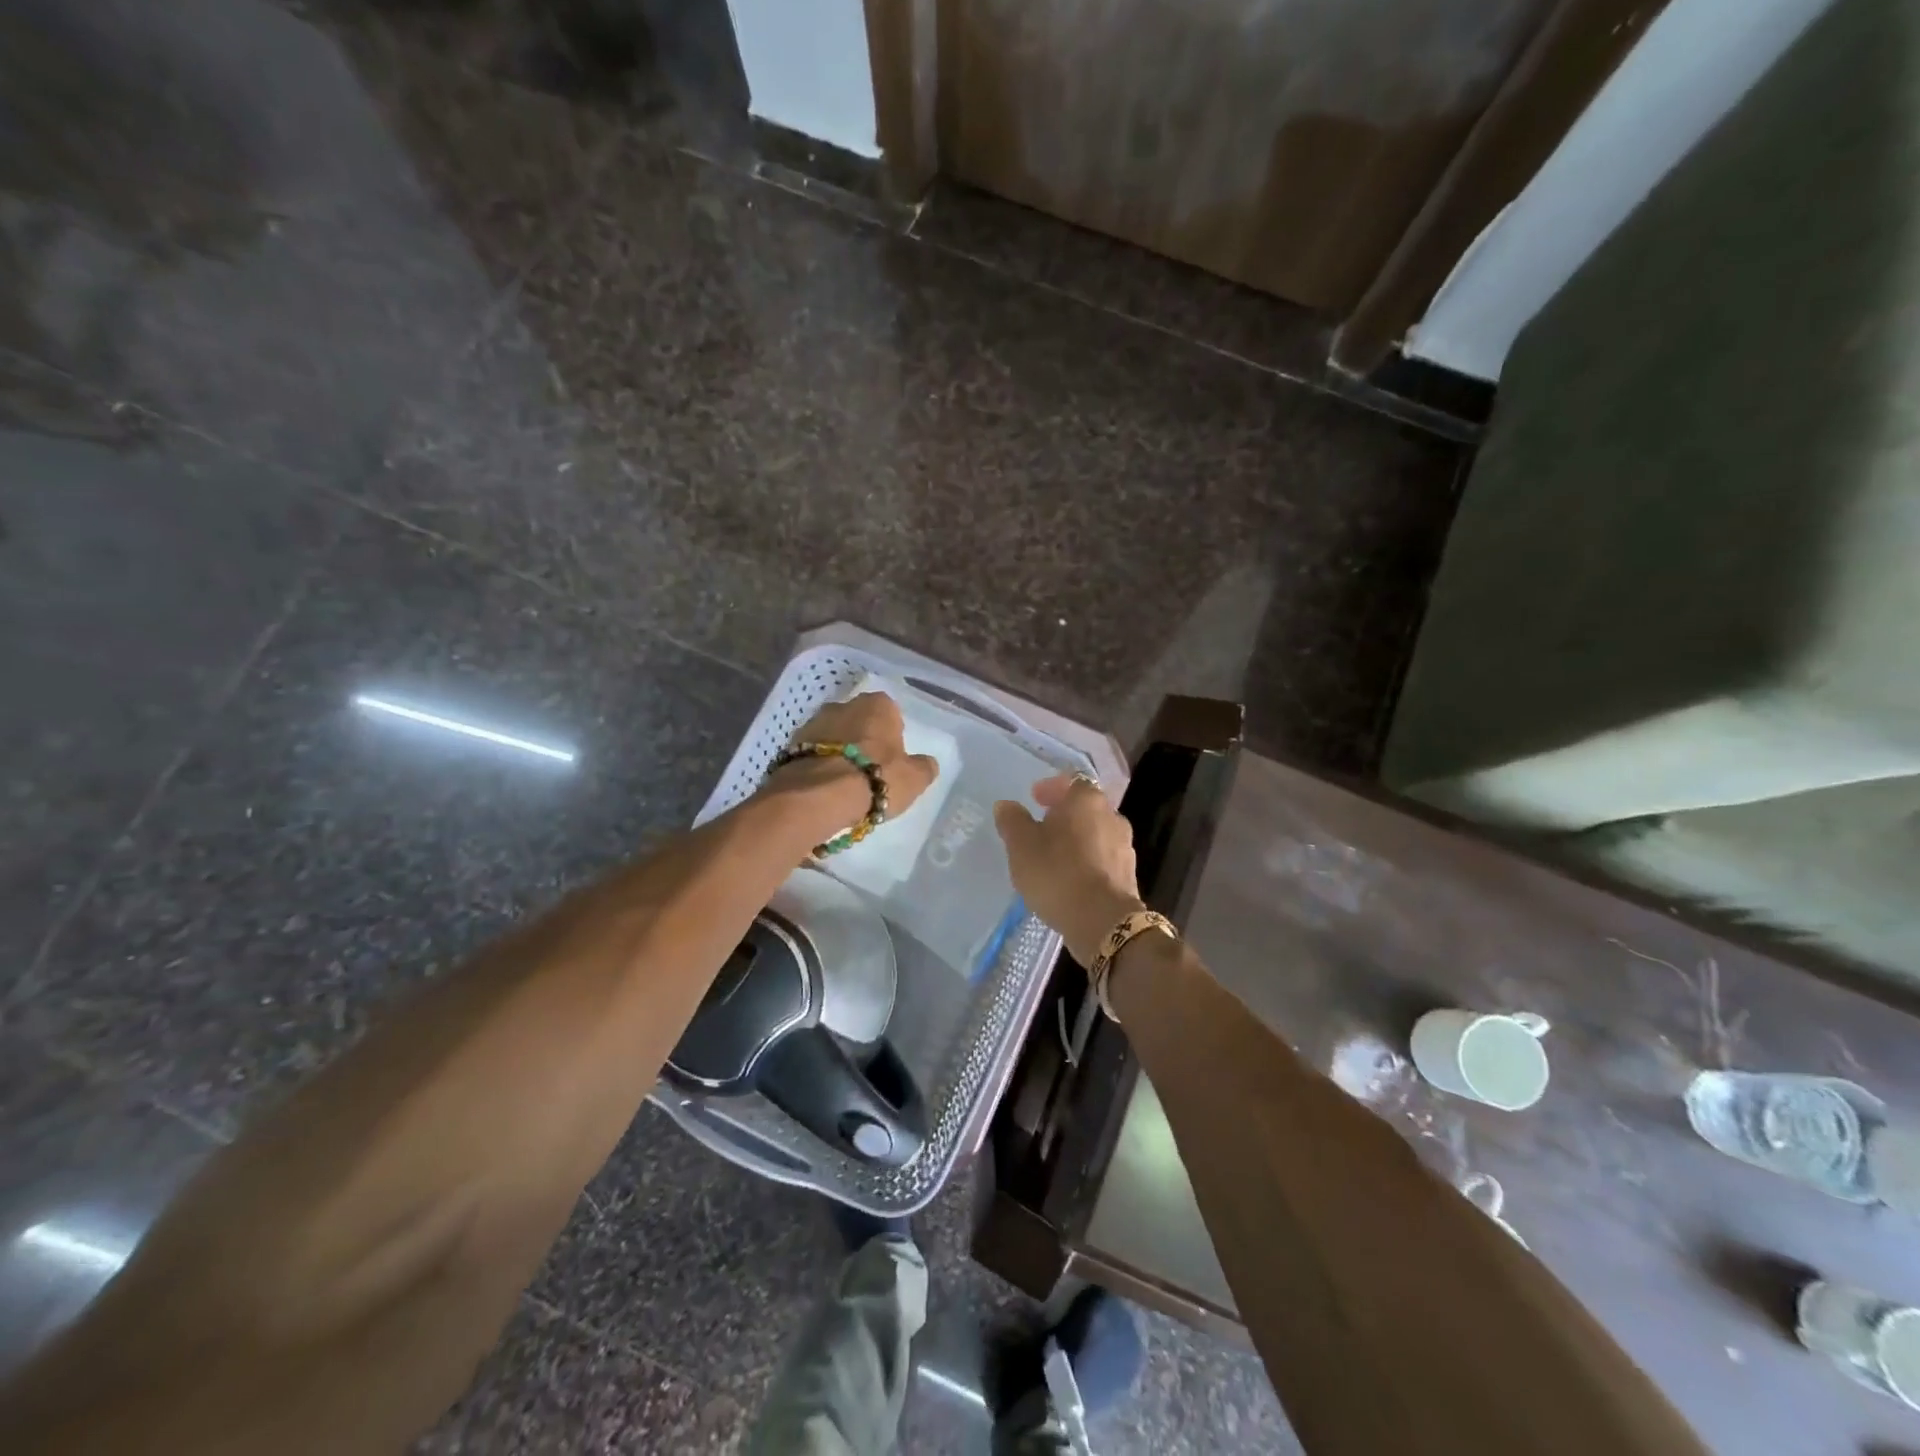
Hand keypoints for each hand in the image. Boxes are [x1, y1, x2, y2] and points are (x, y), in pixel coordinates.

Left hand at [767, 693, 939, 835]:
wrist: (817, 795)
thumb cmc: (875, 778)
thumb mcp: (914, 779)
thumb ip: (923, 767)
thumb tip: (927, 763)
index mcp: (878, 705)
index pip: (890, 713)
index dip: (892, 736)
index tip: (891, 759)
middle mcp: (844, 704)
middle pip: (858, 721)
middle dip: (862, 740)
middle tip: (868, 771)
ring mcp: (814, 722)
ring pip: (833, 735)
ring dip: (838, 752)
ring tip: (843, 784)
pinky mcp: (790, 744)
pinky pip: (812, 752)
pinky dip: (818, 764)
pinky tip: (822, 787)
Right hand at [994, 774, 1145, 965]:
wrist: (1103, 922)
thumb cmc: (1058, 873)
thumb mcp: (1021, 846)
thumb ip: (1012, 821)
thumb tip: (1006, 805)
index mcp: (1086, 800)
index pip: (1071, 781)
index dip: (1052, 788)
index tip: (1035, 798)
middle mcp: (1111, 816)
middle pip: (1085, 807)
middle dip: (1064, 814)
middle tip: (1041, 826)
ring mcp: (1124, 846)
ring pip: (1096, 832)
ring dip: (1077, 838)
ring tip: (1054, 855)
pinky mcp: (1128, 874)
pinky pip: (1103, 858)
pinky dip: (1087, 860)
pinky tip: (1072, 877)